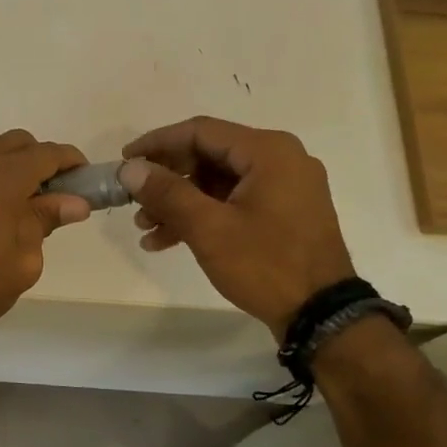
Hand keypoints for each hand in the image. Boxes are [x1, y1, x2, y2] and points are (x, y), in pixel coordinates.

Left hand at [0, 128, 91, 348]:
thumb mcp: (24, 260)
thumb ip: (46, 221)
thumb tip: (74, 202)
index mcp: (6, 176)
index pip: (47, 153)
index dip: (70, 161)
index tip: (84, 177)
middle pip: (17, 141)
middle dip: (39, 158)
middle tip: (52, 191)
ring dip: (6, 155)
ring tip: (15, 190)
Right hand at [120, 116, 354, 337]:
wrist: (322, 315)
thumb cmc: (266, 264)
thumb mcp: (209, 227)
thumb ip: (166, 192)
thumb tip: (129, 168)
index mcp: (268, 151)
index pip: (200, 131)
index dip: (157, 143)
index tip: (124, 161)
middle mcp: (280, 159)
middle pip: (208, 155)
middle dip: (166, 179)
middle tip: (132, 198)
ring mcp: (283, 187)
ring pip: (217, 182)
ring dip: (179, 202)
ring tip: (144, 227)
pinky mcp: (282, 213)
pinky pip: (232, 201)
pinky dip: (201, 215)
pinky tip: (167, 240)